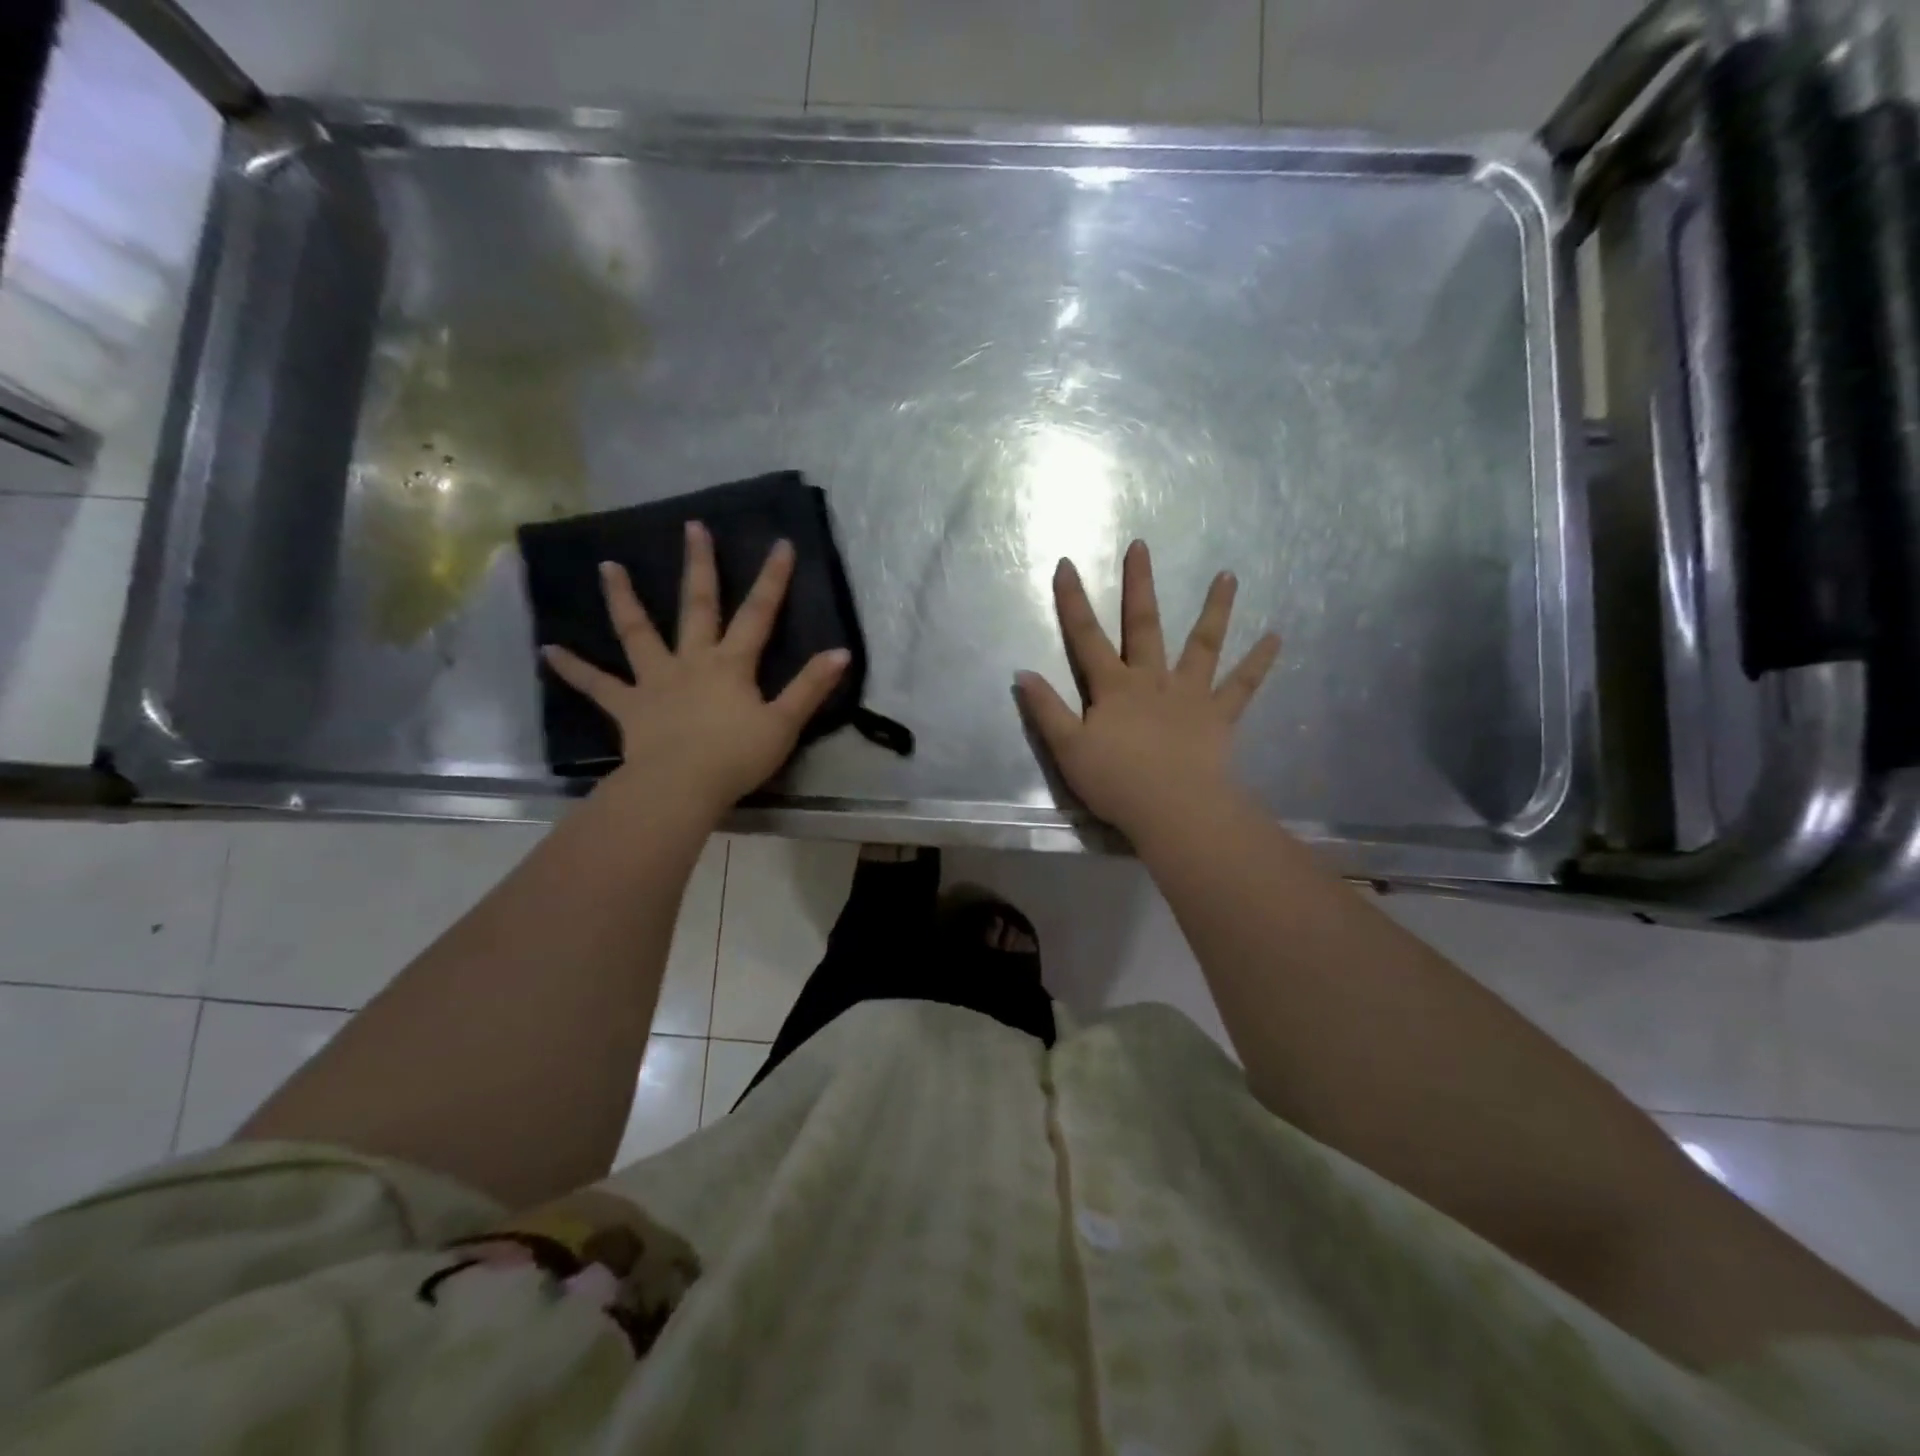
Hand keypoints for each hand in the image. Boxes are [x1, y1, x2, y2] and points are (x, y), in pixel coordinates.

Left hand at [542, 521, 849, 813]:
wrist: (681, 787)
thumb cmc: (736, 757)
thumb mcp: (784, 724)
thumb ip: (810, 687)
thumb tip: (841, 653)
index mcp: (731, 664)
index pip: (758, 614)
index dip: (772, 580)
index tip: (781, 544)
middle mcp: (692, 661)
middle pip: (698, 606)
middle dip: (699, 566)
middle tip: (692, 527)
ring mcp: (655, 681)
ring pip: (638, 632)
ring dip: (624, 599)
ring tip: (608, 567)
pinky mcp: (629, 706)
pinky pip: (597, 686)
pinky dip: (573, 669)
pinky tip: (548, 651)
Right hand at [1017, 540, 1281, 840]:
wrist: (1172, 809)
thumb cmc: (1116, 781)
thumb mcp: (1067, 748)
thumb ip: (1046, 709)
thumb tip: (1022, 672)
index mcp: (1113, 687)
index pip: (1086, 637)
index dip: (1073, 600)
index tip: (1066, 563)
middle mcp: (1152, 679)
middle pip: (1144, 624)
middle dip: (1139, 584)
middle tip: (1141, 546)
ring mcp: (1189, 693)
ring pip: (1203, 643)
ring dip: (1214, 609)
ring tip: (1229, 575)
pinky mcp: (1219, 715)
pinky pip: (1241, 685)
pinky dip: (1259, 662)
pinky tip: (1276, 637)